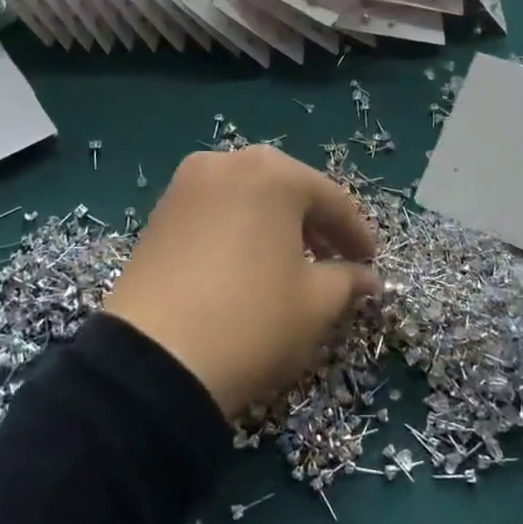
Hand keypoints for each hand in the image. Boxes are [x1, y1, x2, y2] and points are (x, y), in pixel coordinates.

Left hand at [104, 146, 379, 417]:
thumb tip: (366, 277)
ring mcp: (185, 186)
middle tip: (335, 263)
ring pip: (248, 200)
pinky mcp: (158, 214)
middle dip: (315, 226)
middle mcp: (227, 163)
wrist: (152, 360)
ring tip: (291, 268)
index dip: (356, 234)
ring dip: (276, 228)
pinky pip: (214, 214)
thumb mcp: (316, 305)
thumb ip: (348, 280)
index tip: (370, 263)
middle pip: (287, 191)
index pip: (331, 199)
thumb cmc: (252, 320)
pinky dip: (239, 233)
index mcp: (272, 172)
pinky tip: (247, 268)